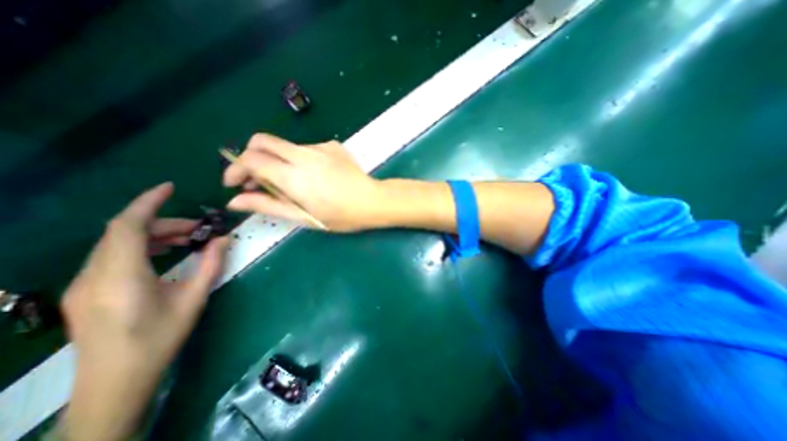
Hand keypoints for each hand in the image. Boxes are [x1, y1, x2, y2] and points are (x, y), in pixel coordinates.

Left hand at [61, 182, 226, 440]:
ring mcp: (83, 283)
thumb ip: (211, 265)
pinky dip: (142, 246)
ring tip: (188, 239)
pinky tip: (165, 254)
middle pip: (124, 232)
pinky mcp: (84, 291)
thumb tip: (224, 239)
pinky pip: (112, 256)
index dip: (148, 203)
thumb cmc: (160, 338)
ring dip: (154, 234)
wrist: (116, 382)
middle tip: (199, 228)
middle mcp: (93, 275)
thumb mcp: (194, 299)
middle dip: (164, 223)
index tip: (170, 188)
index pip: (127, 226)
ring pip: (117, 243)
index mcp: (121, 276)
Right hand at [223, 132, 385, 230]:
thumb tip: (236, 201)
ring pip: (285, 146)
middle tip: (256, 178)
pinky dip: (300, 160)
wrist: (373, 200)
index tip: (235, 183)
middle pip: (262, 140)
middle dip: (251, 156)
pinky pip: (307, 148)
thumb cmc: (341, 215)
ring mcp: (320, 147)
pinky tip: (315, 175)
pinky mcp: (332, 145)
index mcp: (294, 176)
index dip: (235, 169)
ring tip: (291, 183)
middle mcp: (304, 155)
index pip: (251, 159)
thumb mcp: (304, 217)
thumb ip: (269, 206)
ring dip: (278, 160)